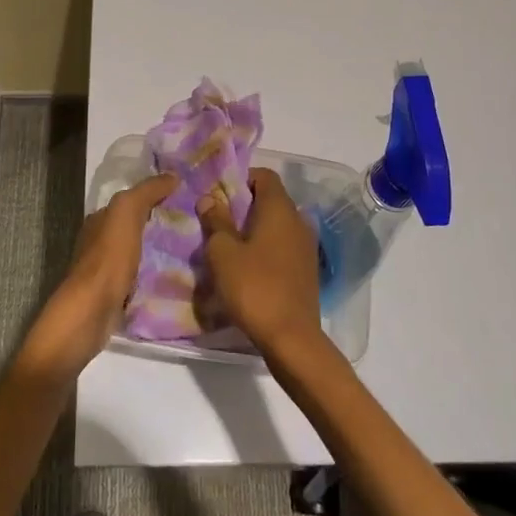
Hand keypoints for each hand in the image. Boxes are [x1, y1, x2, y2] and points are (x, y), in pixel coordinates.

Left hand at [21, 173, 177, 380]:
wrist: (90, 313)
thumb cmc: (108, 258)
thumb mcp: (126, 212)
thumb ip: (147, 191)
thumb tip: (172, 175)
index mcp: (101, 219)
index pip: (132, 200)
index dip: (157, 196)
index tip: (187, 197)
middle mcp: (101, 241)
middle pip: (137, 227)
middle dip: (162, 224)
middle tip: (197, 224)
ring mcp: (108, 270)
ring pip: (140, 253)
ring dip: (161, 251)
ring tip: (194, 251)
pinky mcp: (116, 295)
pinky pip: (142, 278)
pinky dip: (156, 275)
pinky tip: (177, 276)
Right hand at [196, 168, 325, 364]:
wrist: (292, 339)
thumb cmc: (254, 287)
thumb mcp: (223, 253)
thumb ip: (216, 221)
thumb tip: (209, 198)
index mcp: (280, 209)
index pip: (264, 176)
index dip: (241, 179)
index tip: (218, 195)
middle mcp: (298, 221)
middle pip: (270, 200)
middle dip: (243, 207)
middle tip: (216, 222)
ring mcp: (306, 247)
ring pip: (276, 226)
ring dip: (253, 231)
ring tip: (227, 248)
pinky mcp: (306, 270)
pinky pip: (282, 247)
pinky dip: (265, 250)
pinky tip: (246, 269)